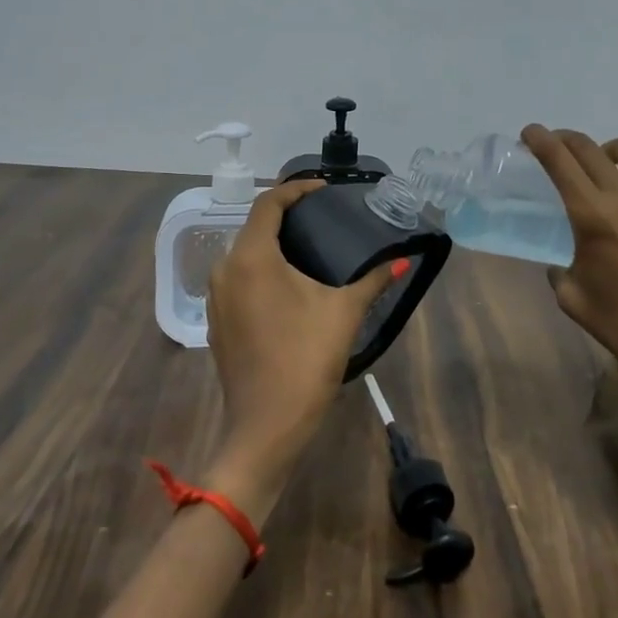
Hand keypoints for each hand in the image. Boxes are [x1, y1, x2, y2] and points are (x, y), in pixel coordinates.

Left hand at [203, 179, 399, 515]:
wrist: (266, 427)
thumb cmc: (305, 360)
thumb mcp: (343, 313)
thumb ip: (372, 280)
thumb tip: (401, 261)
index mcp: (252, 257)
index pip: (269, 204)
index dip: (296, 189)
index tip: (324, 189)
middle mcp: (225, 269)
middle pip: (254, 227)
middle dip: (285, 217)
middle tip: (321, 217)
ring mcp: (216, 298)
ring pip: (244, 255)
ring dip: (272, 245)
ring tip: (308, 248)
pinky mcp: (216, 322)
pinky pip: (238, 280)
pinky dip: (261, 271)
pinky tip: (287, 286)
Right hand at [521, 124, 617, 411]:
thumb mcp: (572, 300)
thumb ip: (558, 272)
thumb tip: (560, 264)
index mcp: (591, 216)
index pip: (559, 161)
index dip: (540, 140)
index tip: (530, 132)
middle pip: (589, 148)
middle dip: (566, 140)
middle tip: (558, 146)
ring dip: (610, 153)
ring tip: (607, 168)